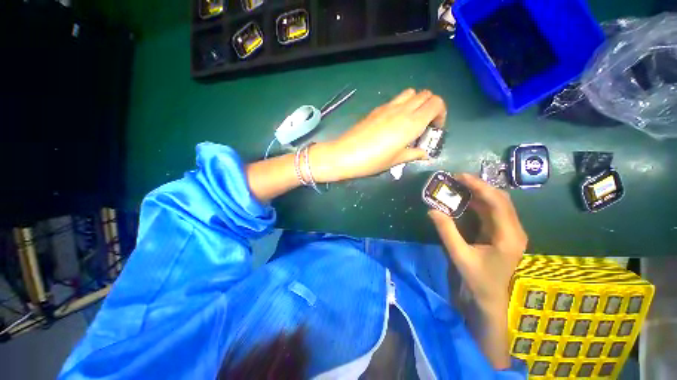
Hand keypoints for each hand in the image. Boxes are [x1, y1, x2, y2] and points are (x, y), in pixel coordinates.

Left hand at [312, 89, 446, 182]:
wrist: (346, 154)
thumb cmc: (373, 161)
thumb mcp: (395, 161)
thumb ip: (413, 154)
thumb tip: (424, 154)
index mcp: (411, 123)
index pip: (437, 103)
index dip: (441, 114)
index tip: (435, 128)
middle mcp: (402, 110)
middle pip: (426, 94)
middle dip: (431, 106)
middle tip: (425, 124)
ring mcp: (388, 107)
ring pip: (411, 93)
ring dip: (417, 102)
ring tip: (410, 120)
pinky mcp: (377, 109)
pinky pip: (396, 99)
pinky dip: (402, 105)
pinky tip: (394, 122)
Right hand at [428, 174, 526, 311]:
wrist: (491, 298)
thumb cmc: (478, 279)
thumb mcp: (459, 255)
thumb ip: (447, 231)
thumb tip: (432, 210)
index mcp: (508, 236)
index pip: (497, 202)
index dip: (479, 186)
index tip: (459, 177)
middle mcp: (514, 230)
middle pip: (501, 199)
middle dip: (479, 186)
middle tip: (457, 179)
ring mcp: (511, 231)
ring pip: (498, 203)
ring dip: (479, 192)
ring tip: (459, 185)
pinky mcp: (504, 232)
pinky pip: (493, 211)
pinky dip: (479, 202)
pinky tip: (466, 199)